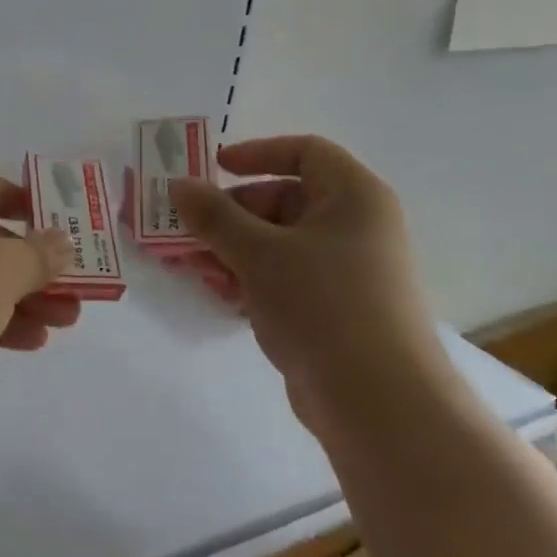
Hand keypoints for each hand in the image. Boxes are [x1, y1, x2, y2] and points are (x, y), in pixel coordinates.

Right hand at [168, 135, 440, 432]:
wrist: (378, 403)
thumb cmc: (323, 305)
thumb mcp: (259, 252)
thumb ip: (214, 215)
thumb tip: (177, 185)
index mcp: (353, 197)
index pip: (305, 152)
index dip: (258, 153)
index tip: (214, 168)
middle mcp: (355, 227)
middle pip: (284, 200)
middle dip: (231, 213)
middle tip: (187, 229)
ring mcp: (346, 272)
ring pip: (279, 243)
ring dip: (232, 249)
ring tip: (191, 265)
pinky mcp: (334, 311)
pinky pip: (285, 278)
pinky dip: (250, 278)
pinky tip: (216, 292)